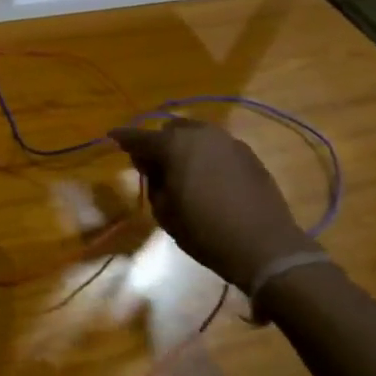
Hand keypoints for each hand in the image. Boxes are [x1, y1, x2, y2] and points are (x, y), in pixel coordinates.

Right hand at [109, 118, 313, 291]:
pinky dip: (205, 156)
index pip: (139, 137)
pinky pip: (217, 147)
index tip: (112, 137)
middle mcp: (201, 134)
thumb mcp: (164, 210)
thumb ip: (153, 181)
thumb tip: (152, 165)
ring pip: (196, 135)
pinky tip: (207, 178)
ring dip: (184, 147)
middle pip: (170, 130)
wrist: (264, 245)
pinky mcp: (248, 154)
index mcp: (174, 145)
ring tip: (182, 171)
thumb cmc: (204, 230)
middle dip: (158, 143)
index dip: (123, 138)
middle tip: (153, 166)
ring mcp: (228, 141)